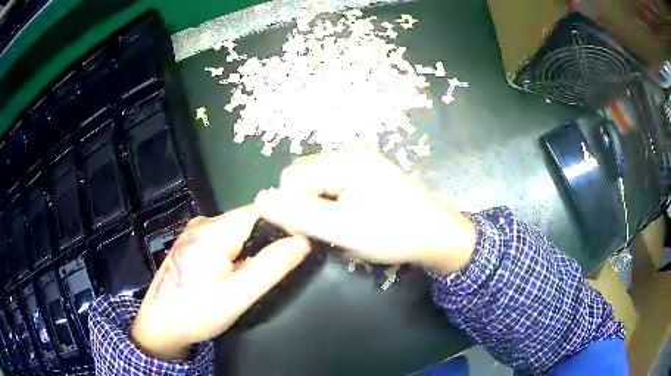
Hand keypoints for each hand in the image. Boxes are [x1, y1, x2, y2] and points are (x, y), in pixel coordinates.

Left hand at [131, 205, 310, 360]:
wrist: (159, 324)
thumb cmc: (196, 313)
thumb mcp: (237, 296)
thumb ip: (270, 268)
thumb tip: (302, 242)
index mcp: (215, 231)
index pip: (261, 211)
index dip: (284, 221)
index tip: (303, 240)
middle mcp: (204, 222)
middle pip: (249, 219)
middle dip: (269, 238)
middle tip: (284, 264)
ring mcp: (196, 231)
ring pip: (238, 230)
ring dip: (253, 247)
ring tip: (263, 270)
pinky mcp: (193, 242)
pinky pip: (225, 238)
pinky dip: (239, 251)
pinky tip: (239, 271)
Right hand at [255, 150, 475, 273]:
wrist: (437, 235)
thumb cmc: (394, 234)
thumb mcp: (343, 229)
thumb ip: (300, 214)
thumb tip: (259, 200)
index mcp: (345, 160)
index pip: (291, 177)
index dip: (293, 206)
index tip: (311, 232)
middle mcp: (350, 153)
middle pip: (303, 175)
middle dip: (306, 205)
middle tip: (329, 230)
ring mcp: (360, 161)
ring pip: (316, 181)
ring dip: (319, 206)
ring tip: (343, 226)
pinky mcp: (366, 172)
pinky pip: (332, 184)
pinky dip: (332, 203)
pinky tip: (351, 218)